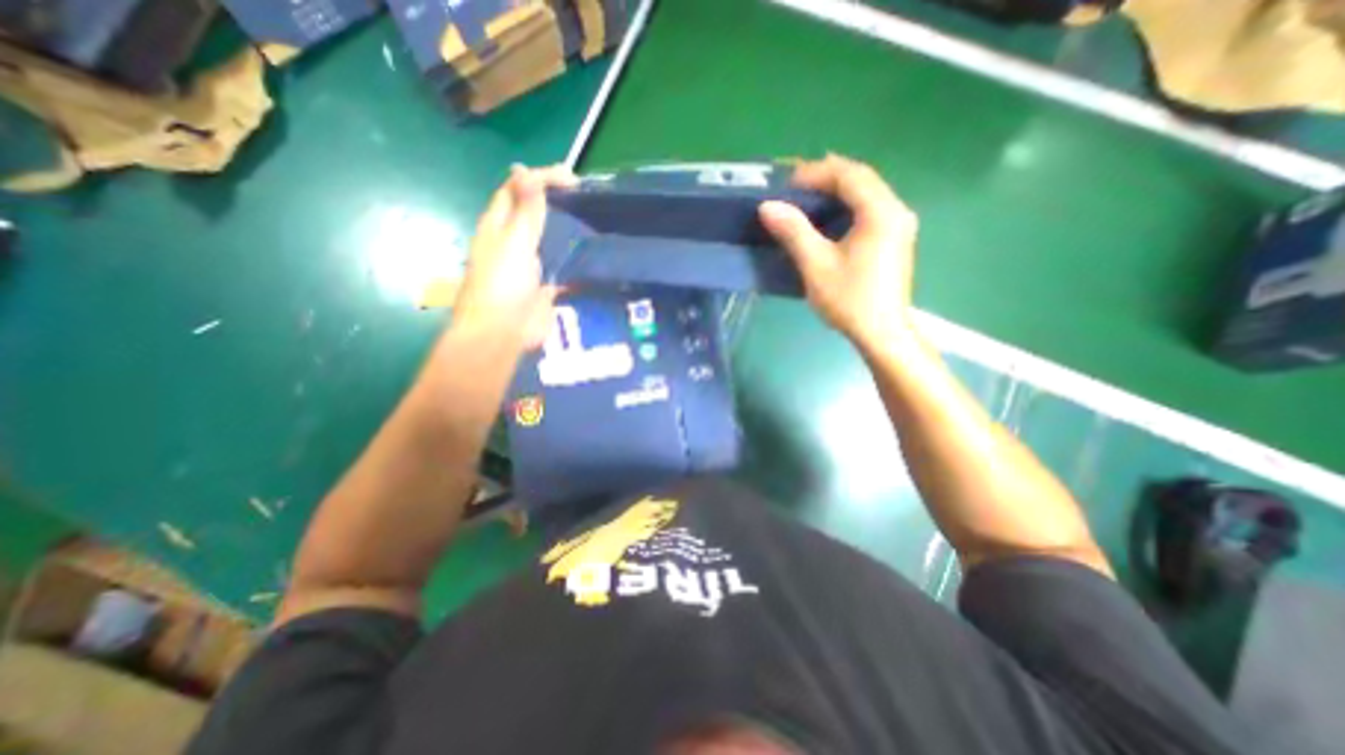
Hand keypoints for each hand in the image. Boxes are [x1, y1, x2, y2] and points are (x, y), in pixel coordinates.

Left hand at [452, 163, 577, 346]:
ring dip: (568, 230)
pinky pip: (561, 266)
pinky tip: (592, 256)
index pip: (517, 189)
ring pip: (550, 239)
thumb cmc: (503, 284)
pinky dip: (575, 261)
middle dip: (557, 201)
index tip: (571, 177)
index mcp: (498, 225)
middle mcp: (512, 240)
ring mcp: (530, 264)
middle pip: (534, 213)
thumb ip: (526, 210)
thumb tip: (524, 170)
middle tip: (587, 197)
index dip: (540, 177)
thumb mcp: (515, 242)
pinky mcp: (544, 285)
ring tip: (593, 221)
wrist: (504, 333)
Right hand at [760, 154, 919, 353]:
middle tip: (794, 188)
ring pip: (866, 193)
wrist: (881, 333)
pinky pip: (870, 209)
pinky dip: (846, 207)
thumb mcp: (816, 265)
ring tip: (805, 199)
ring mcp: (899, 225)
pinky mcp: (895, 239)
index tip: (787, 184)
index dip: (816, 173)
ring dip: (836, 192)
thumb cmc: (849, 299)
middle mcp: (896, 210)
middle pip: (861, 179)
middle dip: (826, 178)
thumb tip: (767, 206)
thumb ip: (793, 231)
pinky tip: (828, 219)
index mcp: (881, 212)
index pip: (849, 175)